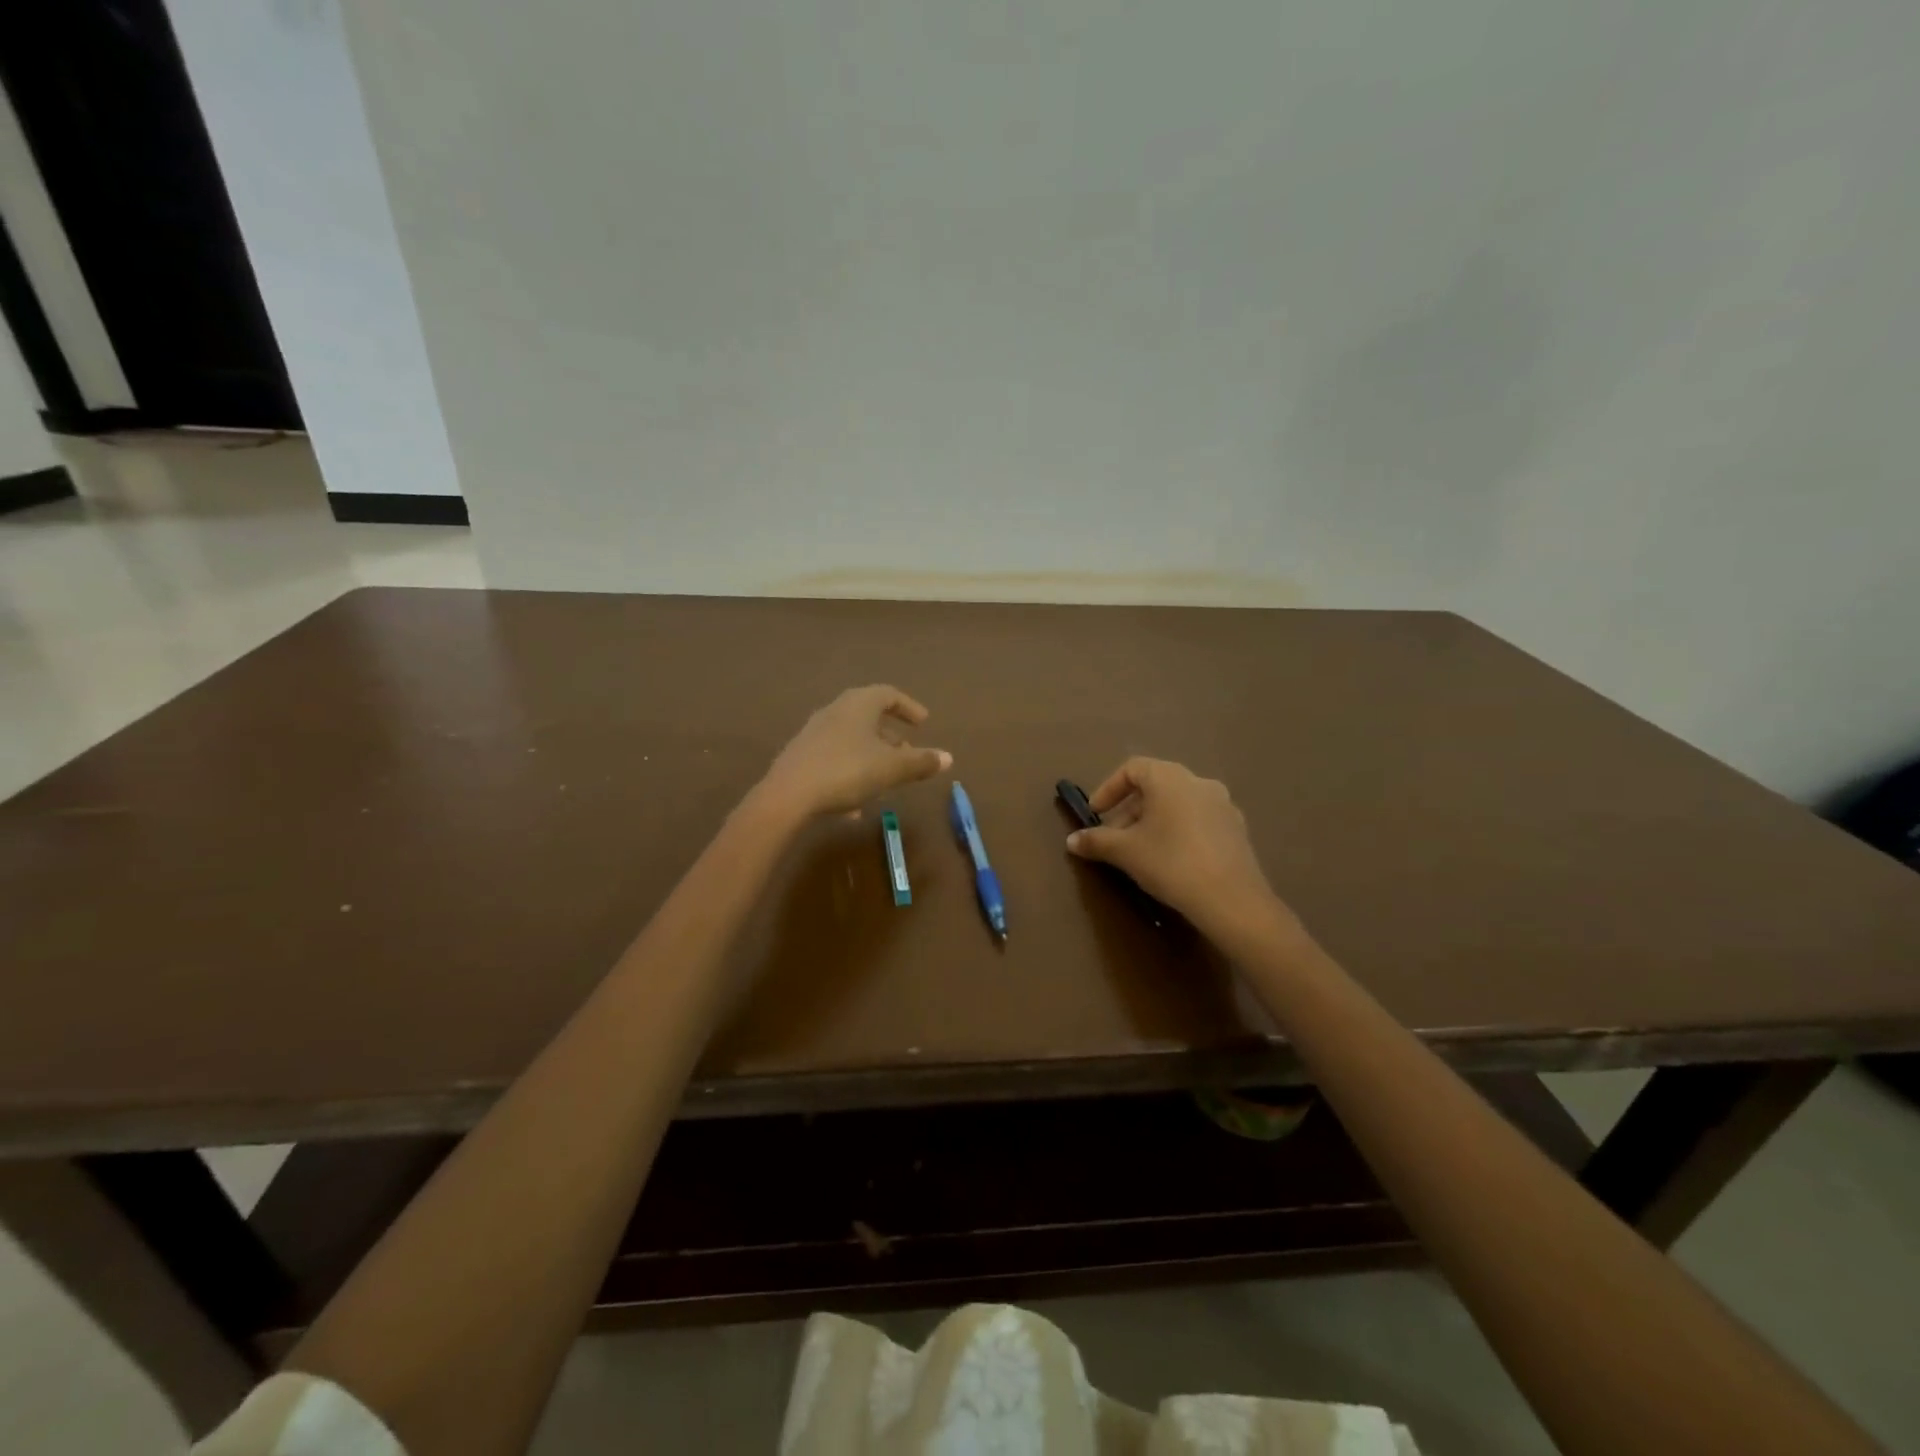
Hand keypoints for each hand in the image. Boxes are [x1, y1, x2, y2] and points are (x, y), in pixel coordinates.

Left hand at [758, 685, 951, 820]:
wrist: (787, 796)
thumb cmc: (847, 771)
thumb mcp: (891, 768)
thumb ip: (921, 762)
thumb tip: (948, 757)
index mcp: (859, 705)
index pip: (888, 694)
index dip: (909, 707)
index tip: (923, 722)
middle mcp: (835, 711)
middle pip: (868, 716)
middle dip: (890, 734)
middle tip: (907, 750)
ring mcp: (814, 733)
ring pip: (850, 738)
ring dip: (871, 754)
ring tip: (885, 778)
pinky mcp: (800, 757)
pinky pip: (834, 759)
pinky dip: (851, 772)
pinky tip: (855, 805)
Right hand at [1066, 757, 1300, 950]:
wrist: (1232, 900)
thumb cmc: (1171, 863)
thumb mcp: (1126, 852)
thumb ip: (1096, 841)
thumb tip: (1071, 840)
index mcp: (1170, 778)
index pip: (1132, 768)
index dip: (1108, 789)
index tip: (1095, 815)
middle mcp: (1198, 782)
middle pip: (1155, 786)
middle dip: (1128, 810)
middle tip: (1113, 839)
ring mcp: (1222, 805)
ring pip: (1177, 804)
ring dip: (1152, 821)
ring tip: (1139, 851)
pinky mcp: (1236, 829)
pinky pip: (1197, 820)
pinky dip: (1177, 831)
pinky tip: (1170, 860)